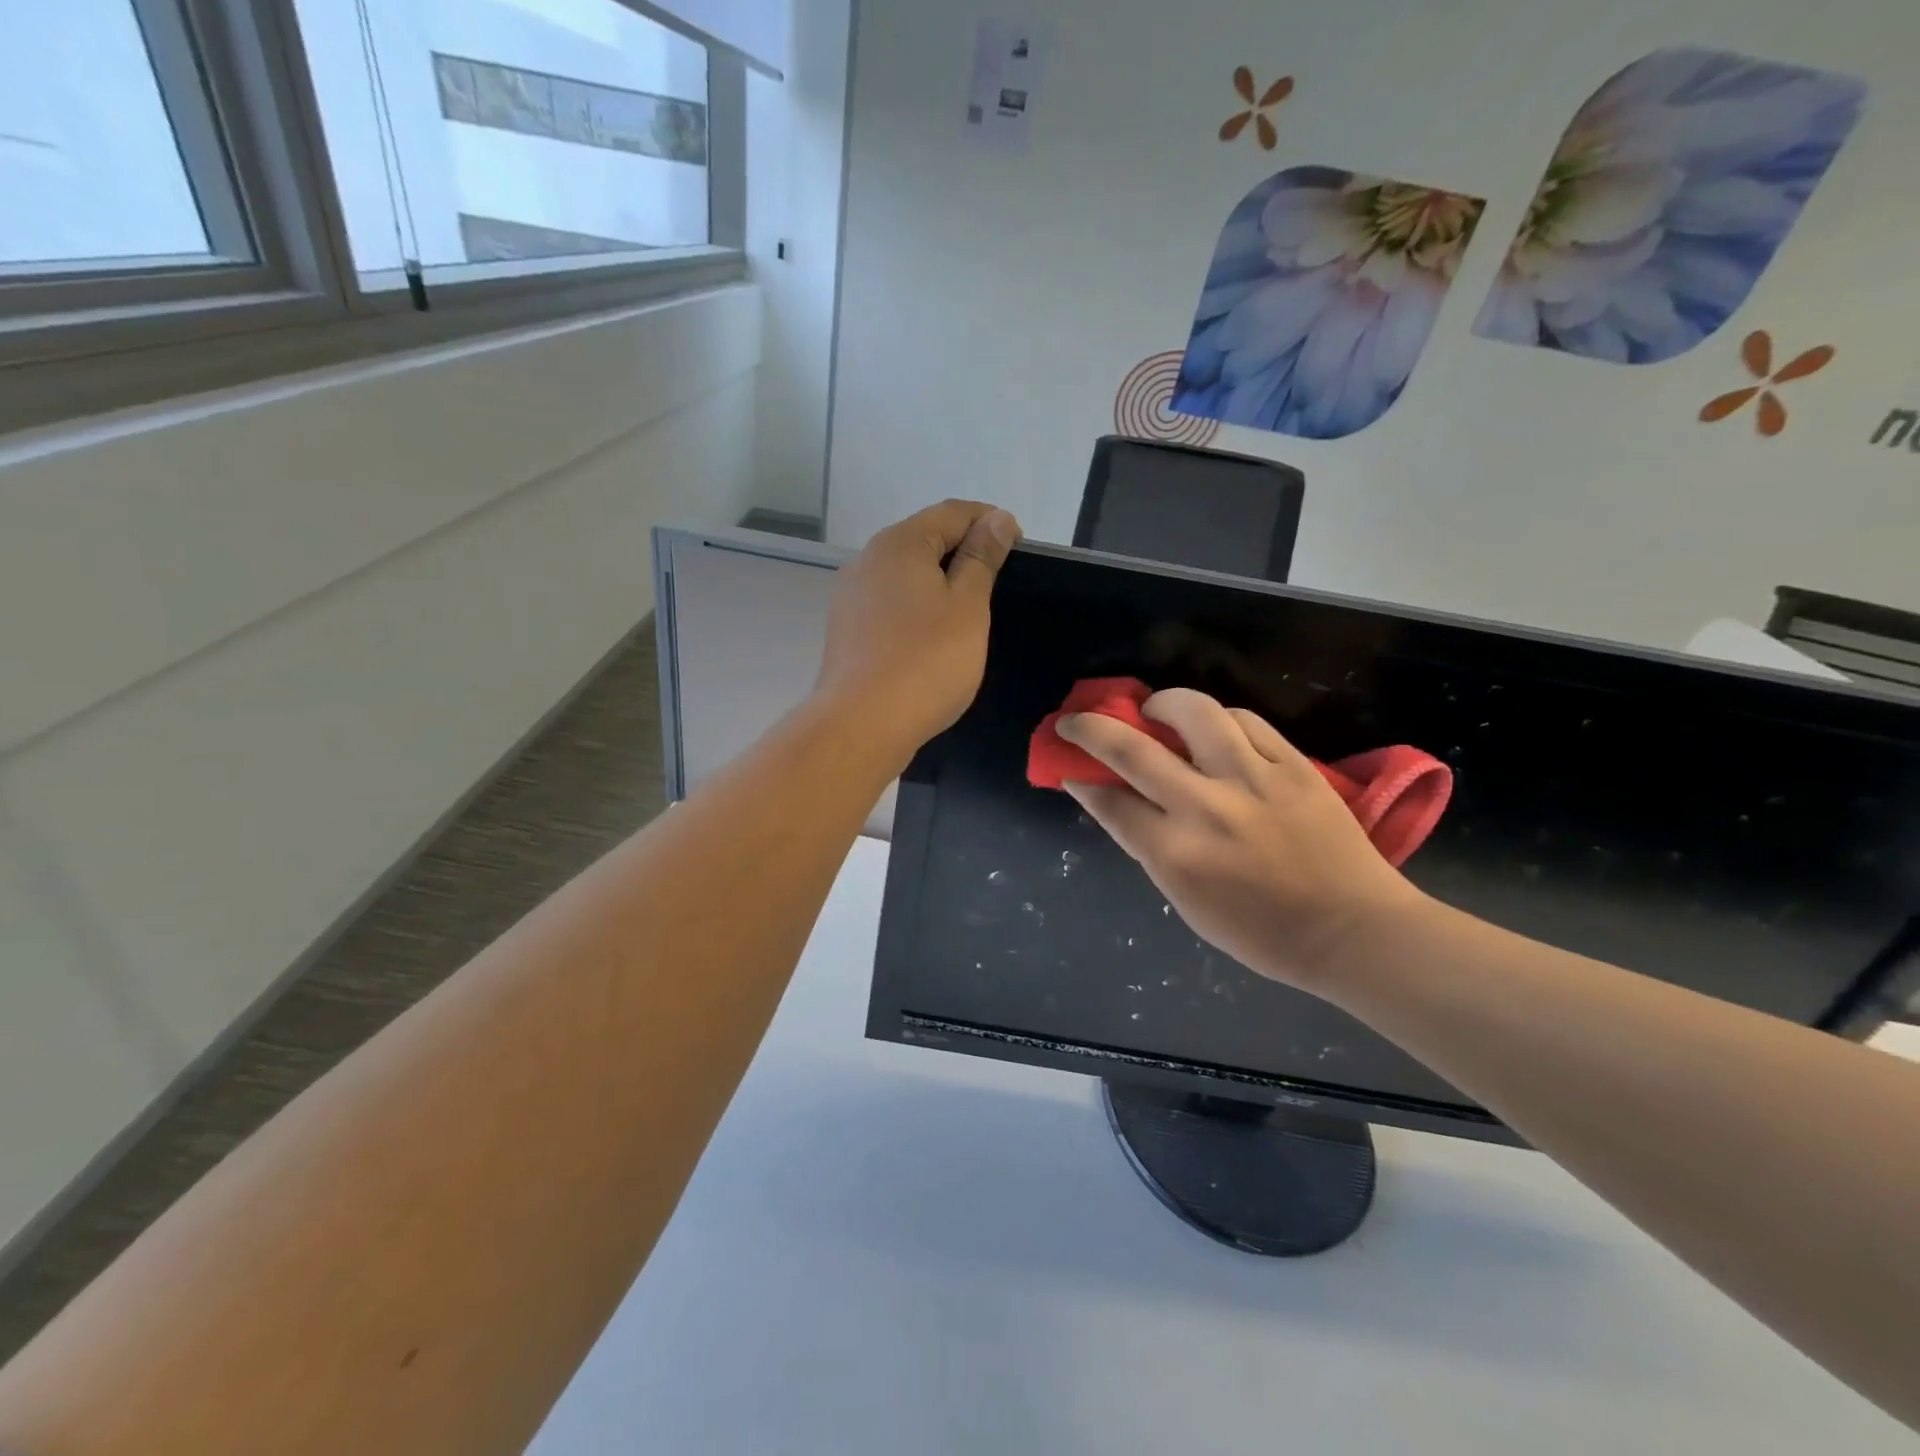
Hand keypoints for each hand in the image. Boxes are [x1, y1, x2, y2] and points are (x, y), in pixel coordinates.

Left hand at [816, 500, 1020, 768]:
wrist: (862, 724)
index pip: (953, 512)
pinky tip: (933, 637)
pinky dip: (918, 609)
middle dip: (964, 551)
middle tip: (999, 582)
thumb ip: (982, 558)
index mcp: (900, 544)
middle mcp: (868, 560)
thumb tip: (997, 519)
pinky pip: (891, 605)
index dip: (990, 522)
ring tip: (970, 612)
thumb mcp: (968, 606)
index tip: (1019, 547)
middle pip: (925, 540)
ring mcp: (852, 597)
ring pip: (906, 575)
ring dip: (940, 583)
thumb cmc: (926, 661)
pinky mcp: (848, 631)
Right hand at [1059, 689, 1423, 990]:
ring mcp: (1254, 780)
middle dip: (1090, 728)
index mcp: (1177, 854)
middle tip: (1076, 719)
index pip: (1110, 802)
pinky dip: (1218, 720)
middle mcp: (1207, 808)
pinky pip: (1245, 721)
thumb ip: (1150, 847)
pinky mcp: (1294, 765)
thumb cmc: (1262, 932)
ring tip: (1156, 711)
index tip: (1068, 765)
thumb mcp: (1187, 903)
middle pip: (1132, 749)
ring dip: (1161, 704)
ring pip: (1194, 712)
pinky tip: (1213, 730)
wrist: (1352, 930)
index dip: (1080, 779)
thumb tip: (1118, 802)